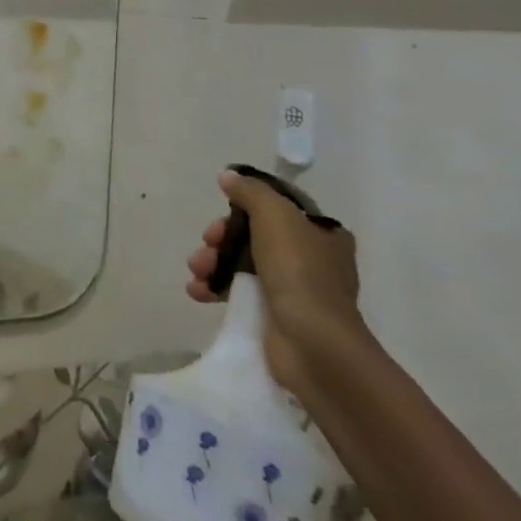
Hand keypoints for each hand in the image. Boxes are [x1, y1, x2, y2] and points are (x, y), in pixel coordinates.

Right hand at [185, 169, 363, 393]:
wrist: (313, 344)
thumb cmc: (299, 271)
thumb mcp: (275, 216)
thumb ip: (250, 192)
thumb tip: (228, 176)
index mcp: (322, 234)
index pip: (277, 209)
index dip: (245, 207)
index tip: (224, 212)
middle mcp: (312, 259)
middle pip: (253, 235)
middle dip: (222, 238)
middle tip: (207, 243)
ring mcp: (294, 289)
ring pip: (241, 263)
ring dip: (212, 262)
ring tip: (197, 272)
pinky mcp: (274, 315)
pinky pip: (237, 292)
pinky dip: (215, 288)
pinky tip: (197, 290)